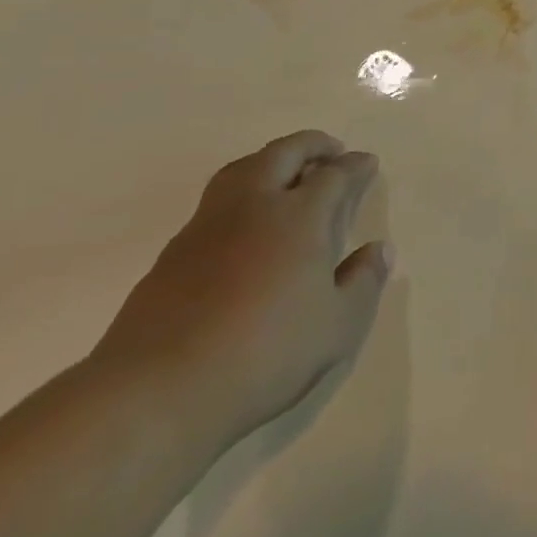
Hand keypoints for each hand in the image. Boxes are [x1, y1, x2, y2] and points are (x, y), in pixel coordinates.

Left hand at [94, 131, 393, 451]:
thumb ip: (363, 281)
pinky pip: (216, 202)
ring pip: (242, 169)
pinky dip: (242, 194)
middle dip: (311, 145)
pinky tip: (247, 223)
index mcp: (300, 217)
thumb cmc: (266, 353)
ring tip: (288, 174)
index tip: (368, 163)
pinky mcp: (173, 253)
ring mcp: (207, 226)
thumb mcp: (338, 326)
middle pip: (283, 154)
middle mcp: (254, 207)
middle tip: (330, 151)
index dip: (355, 166)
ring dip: (271, 160)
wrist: (158, 390)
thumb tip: (378, 249)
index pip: (334, 175)